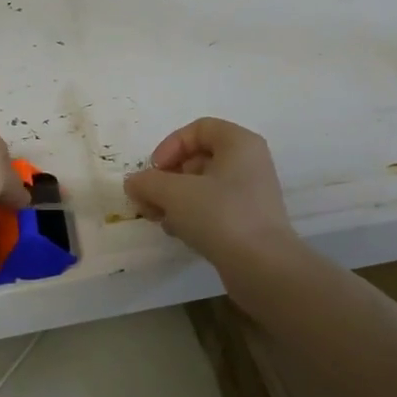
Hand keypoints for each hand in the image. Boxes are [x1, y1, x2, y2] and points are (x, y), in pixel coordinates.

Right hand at [124, 117, 296, 270]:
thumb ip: (147, 182)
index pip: (198, 129)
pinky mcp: (247, 221)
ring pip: (202, 186)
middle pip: (198, 159)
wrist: (262, 268)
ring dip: (174, 199)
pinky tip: (178, 233)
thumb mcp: (174, 193)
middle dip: (166, 178)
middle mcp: (249, 163)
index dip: (170, 146)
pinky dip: (191, 216)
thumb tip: (134, 182)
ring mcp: (250, 194)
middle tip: (148, 200)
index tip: (153, 171)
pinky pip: (213, 208)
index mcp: (239, 143)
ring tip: (159, 219)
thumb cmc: (220, 216)